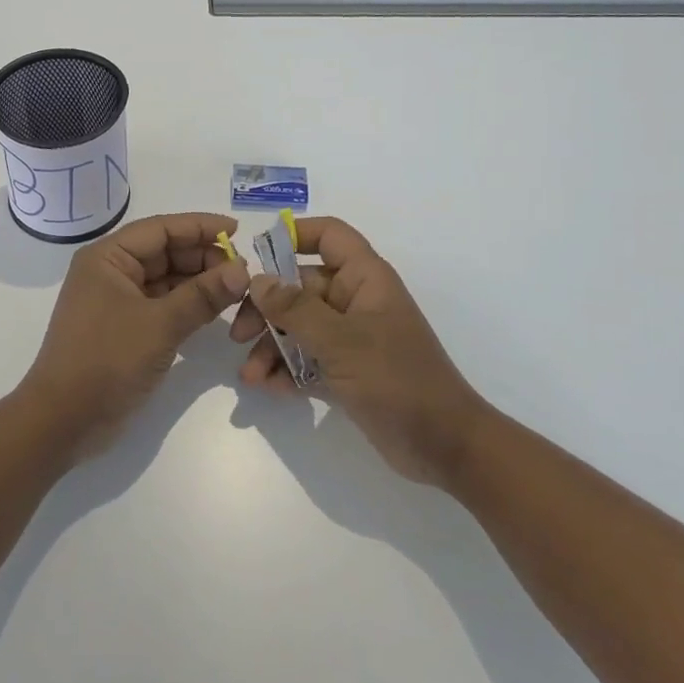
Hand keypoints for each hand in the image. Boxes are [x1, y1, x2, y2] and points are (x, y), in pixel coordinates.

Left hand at [22, 212, 250, 459]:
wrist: (64, 420)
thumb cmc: (107, 360)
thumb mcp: (160, 324)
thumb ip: (203, 295)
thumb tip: (243, 270)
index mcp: (107, 258)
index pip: (160, 229)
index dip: (199, 227)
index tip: (237, 230)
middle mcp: (110, 272)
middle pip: (164, 252)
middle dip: (202, 257)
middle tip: (243, 270)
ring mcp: (116, 302)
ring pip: (165, 280)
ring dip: (198, 283)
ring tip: (236, 289)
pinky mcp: (124, 329)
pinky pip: (161, 305)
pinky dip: (187, 305)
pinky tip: (215, 311)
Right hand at [231, 217, 484, 486]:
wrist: (445, 446)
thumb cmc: (397, 379)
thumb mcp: (341, 341)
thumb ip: (295, 309)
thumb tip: (258, 280)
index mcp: (365, 279)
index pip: (329, 236)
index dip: (294, 236)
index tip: (256, 255)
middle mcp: (356, 302)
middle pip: (300, 287)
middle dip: (267, 309)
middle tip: (238, 335)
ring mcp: (350, 338)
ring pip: (298, 327)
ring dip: (270, 347)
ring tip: (249, 376)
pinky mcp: (346, 372)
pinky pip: (306, 360)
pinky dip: (285, 371)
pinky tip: (267, 388)